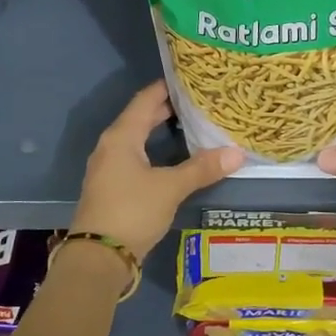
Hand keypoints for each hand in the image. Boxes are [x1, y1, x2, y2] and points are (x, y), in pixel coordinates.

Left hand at [72, 81, 243, 259]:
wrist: (99, 257)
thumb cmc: (132, 212)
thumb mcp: (170, 188)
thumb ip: (201, 169)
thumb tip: (237, 153)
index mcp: (121, 137)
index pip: (145, 100)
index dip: (166, 87)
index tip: (190, 78)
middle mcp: (111, 146)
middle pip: (140, 118)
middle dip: (167, 109)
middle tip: (198, 101)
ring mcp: (109, 168)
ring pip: (137, 140)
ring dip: (159, 131)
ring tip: (190, 126)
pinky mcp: (112, 187)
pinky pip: (135, 158)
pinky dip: (154, 151)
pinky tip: (172, 159)